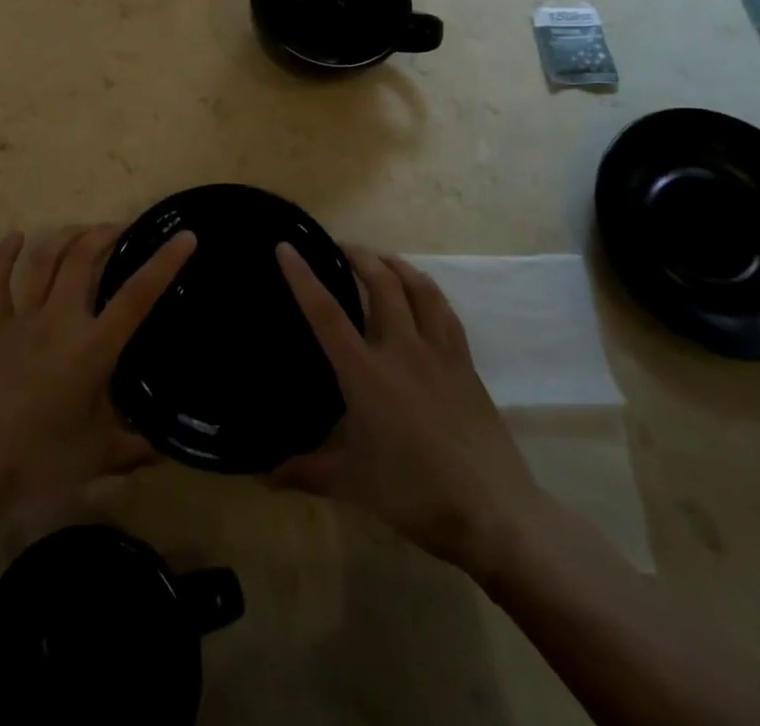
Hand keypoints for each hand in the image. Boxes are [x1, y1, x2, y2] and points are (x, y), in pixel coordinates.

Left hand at [0, 225, 195, 512]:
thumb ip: (133, 448)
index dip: (164, 264)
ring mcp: (22, 319)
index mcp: (92, 348)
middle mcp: (59, 321)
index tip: (185, 236)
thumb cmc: (38, 461)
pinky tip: (14, 236)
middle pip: (83, 258)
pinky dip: (3, 255)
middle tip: (124, 229)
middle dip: (106, 234)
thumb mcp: (96, 457)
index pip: (136, 296)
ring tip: (85, 230)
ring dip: (66, 237)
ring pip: (44, 260)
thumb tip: (166, 450)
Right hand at [272, 244, 541, 578]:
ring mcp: (438, 352)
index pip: (325, 313)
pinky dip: (427, 290)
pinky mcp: (465, 363)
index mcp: (365, 372)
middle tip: (339, 247)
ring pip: (418, 287)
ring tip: (379, 259)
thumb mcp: (352, 483)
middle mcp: (400, 349)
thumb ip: (307, 471)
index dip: (302, 277)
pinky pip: (445, 311)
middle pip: (380, 283)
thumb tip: (265, 475)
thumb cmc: (414, 493)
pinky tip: (421, 293)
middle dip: (358, 255)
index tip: (286, 247)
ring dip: (395, 264)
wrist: (494, 512)